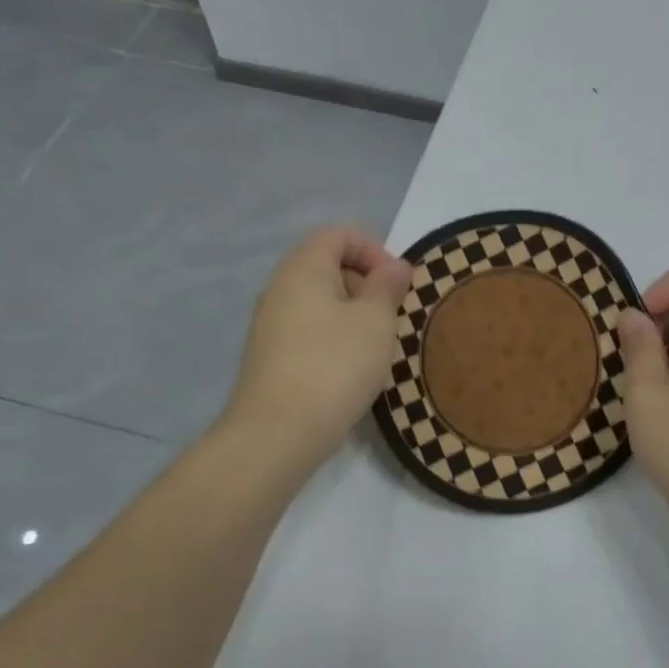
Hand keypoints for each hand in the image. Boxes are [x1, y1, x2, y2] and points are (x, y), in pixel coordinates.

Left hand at [225, 225, 413, 464]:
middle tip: (391, 317)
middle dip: (368, 284)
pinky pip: (311, 330)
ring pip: (322, 301)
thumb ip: (387, 286)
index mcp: (303, 268)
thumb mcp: (375, 320)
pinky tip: (352, 370)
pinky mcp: (273, 356)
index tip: (397, 285)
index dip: (374, 250)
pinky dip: (337, 338)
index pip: (339, 234)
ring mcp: (272, 324)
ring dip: (356, 315)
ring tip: (377, 347)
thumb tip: (394, 266)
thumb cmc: (335, 365)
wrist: (278, 433)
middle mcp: (281, 288)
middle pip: (329, 265)